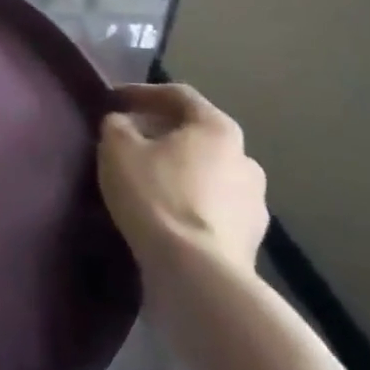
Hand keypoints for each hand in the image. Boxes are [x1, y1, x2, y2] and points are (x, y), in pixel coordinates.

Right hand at [98, 83, 266, 278]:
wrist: (197, 276)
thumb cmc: (156, 196)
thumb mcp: (117, 148)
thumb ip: (117, 125)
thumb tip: (123, 124)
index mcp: (218, 128)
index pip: (179, 96)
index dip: (143, 93)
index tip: (115, 100)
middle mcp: (246, 159)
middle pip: (197, 135)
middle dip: (162, 134)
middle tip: (130, 141)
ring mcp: (254, 204)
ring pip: (207, 174)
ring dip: (179, 172)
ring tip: (146, 182)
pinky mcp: (251, 242)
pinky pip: (213, 210)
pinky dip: (189, 205)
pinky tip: (165, 216)